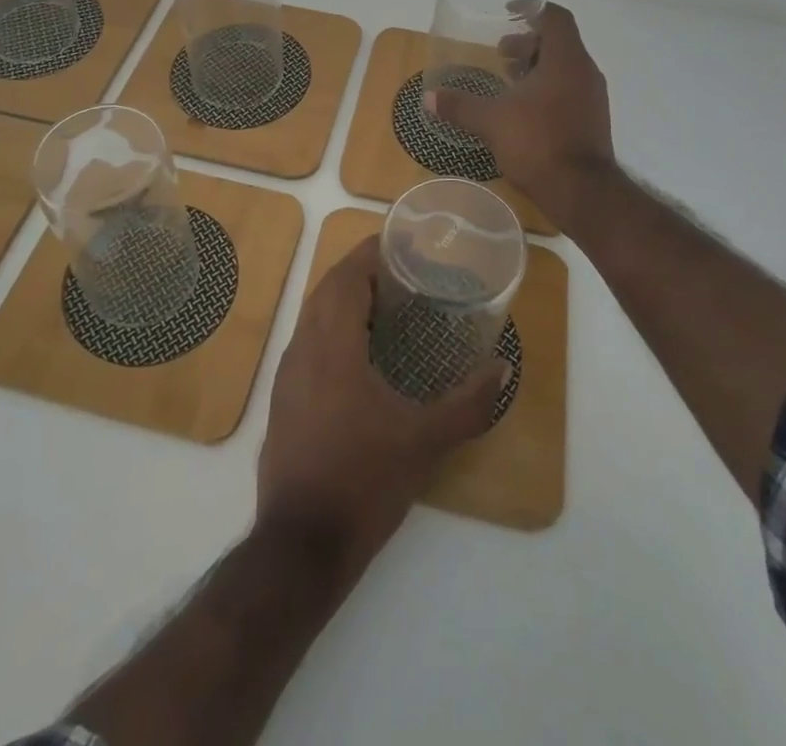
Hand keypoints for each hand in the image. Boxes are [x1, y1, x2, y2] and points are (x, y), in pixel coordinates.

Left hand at [256, 239, 509, 582]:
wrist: (301, 544)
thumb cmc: (364, 481)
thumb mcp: (424, 442)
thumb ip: (467, 404)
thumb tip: (502, 370)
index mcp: (333, 346)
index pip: (347, 277)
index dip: (370, 252)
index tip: (400, 242)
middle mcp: (303, 348)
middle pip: (327, 288)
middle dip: (359, 270)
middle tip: (401, 270)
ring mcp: (287, 373)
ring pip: (313, 314)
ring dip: (343, 298)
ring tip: (385, 304)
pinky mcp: (283, 397)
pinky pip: (307, 340)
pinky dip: (331, 326)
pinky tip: (358, 352)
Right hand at [425, 2, 615, 229]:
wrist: (582, 192)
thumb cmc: (538, 143)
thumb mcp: (491, 121)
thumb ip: (460, 106)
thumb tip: (428, 98)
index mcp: (565, 60)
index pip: (555, 17)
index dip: (531, 9)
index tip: (507, 13)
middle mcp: (584, 72)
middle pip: (559, 42)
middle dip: (528, 43)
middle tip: (500, 53)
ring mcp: (592, 97)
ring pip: (564, 67)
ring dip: (536, 67)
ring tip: (508, 79)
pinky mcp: (592, 120)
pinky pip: (569, 89)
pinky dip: (546, 88)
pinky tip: (523, 109)